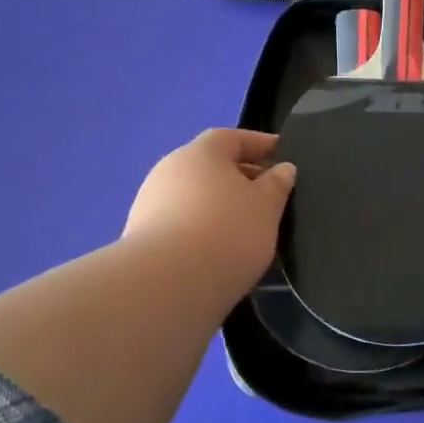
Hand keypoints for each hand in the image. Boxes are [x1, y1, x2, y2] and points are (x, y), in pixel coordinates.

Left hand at [123, 129, 296, 298]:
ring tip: (246, 228)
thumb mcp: (266, 206)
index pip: (233, 138)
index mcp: (201, 152)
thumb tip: (282, 168)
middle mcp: (170, 169)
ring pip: (195, 196)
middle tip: (267, 196)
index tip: (281, 154)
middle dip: (240, 177)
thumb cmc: (227, 232)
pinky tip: (219, 250)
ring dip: (219, 205)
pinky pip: (181, 223)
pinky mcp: (141, 237)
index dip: (260, 144)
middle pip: (211, 166)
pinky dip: (202, 228)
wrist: (167, 285)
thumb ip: (277, 184)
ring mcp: (150, 203)